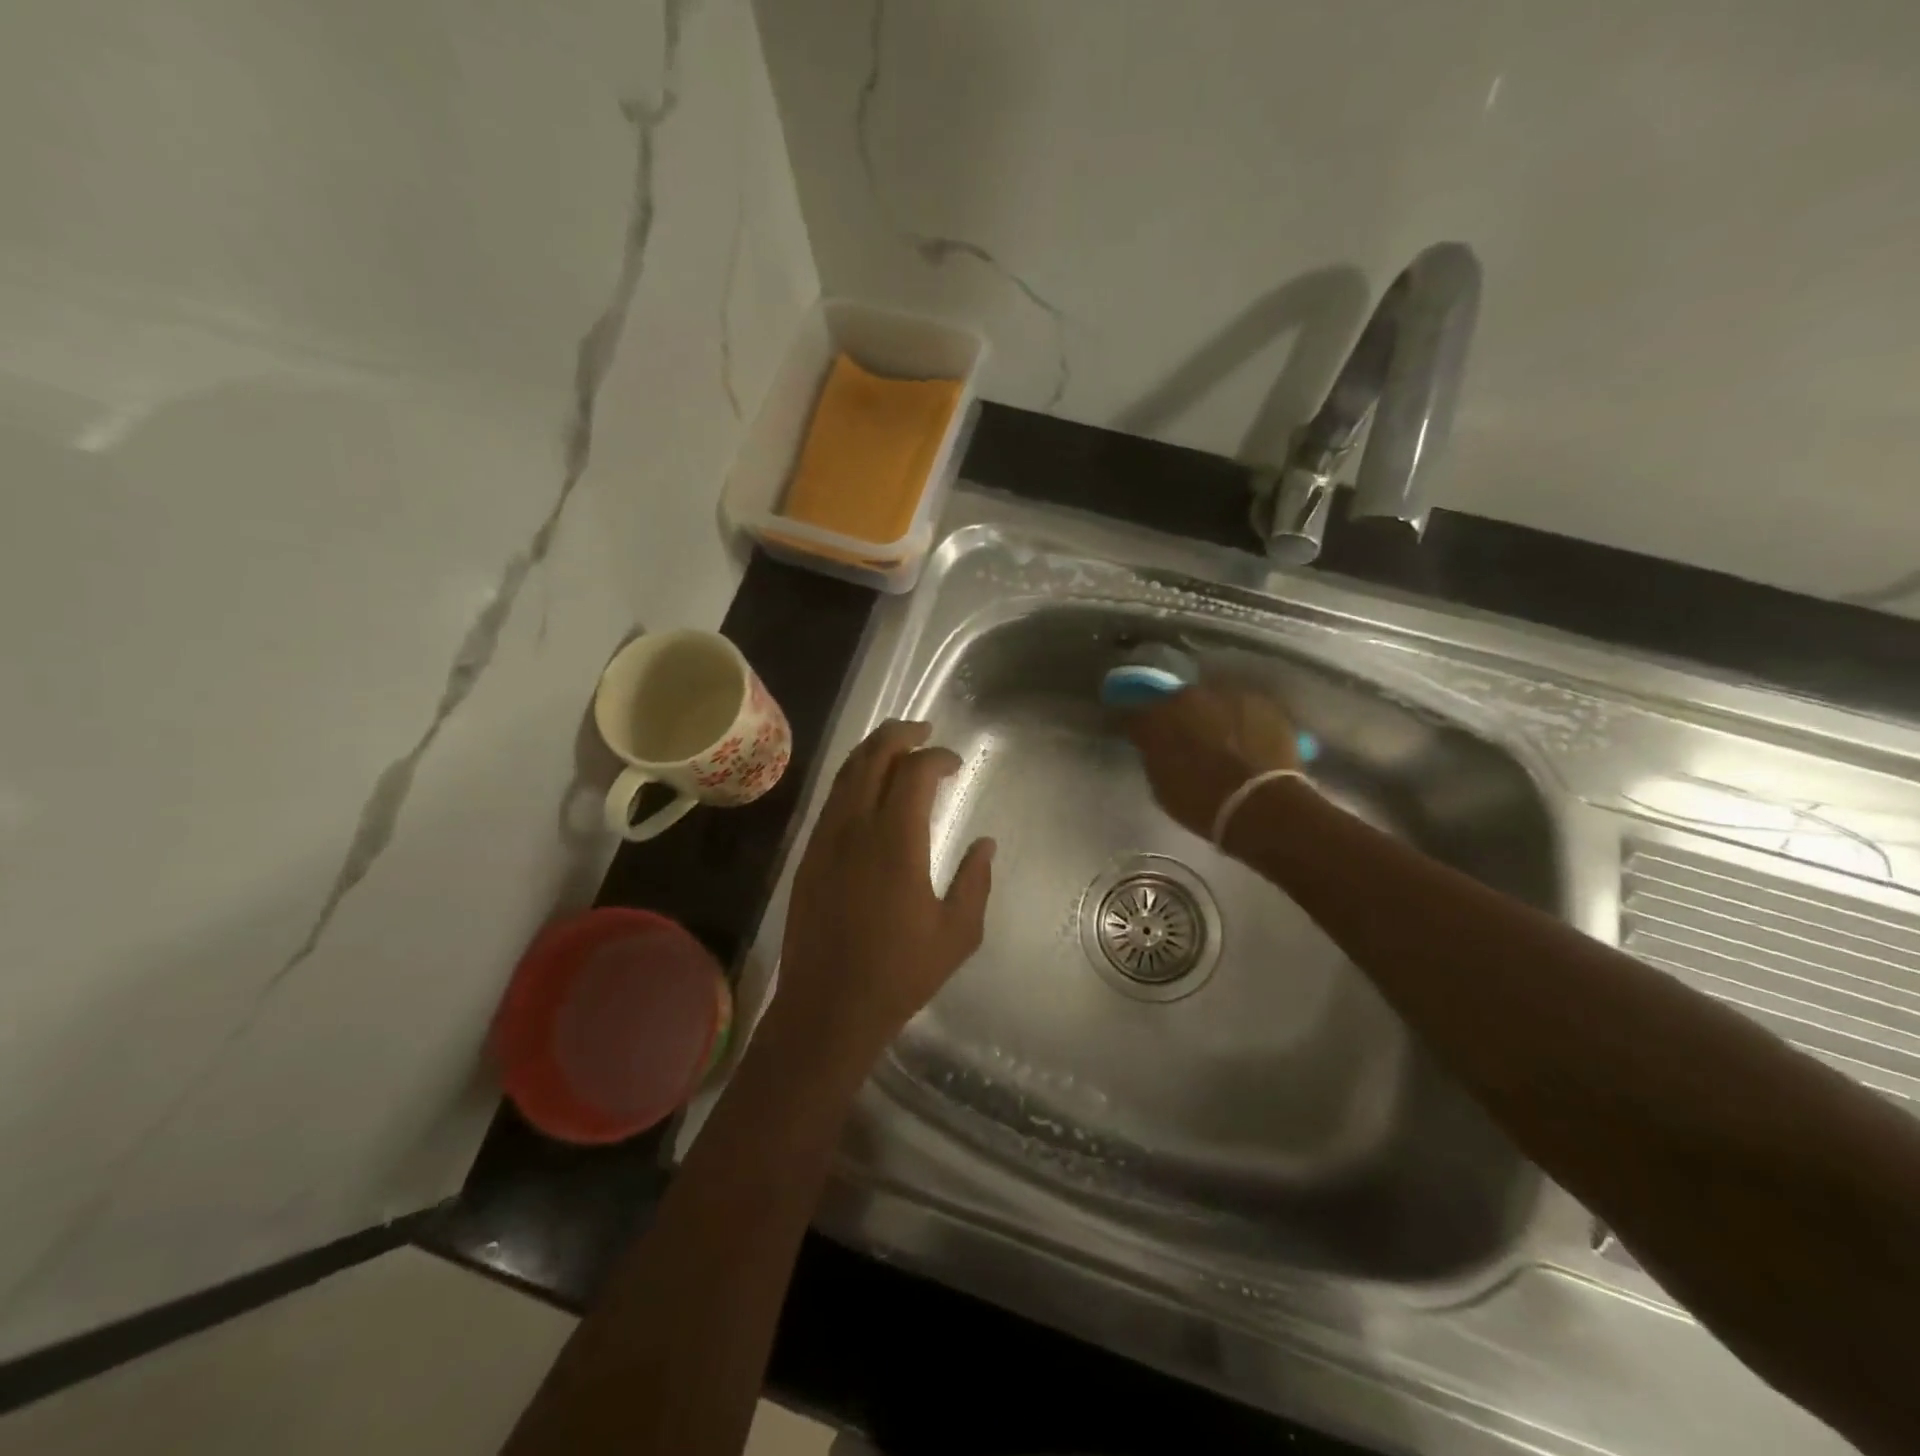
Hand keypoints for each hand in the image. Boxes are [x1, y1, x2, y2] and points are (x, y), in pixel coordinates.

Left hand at [768, 720, 993, 1070]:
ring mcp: (825, 839)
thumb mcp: (957, 933)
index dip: (937, 757)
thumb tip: (985, 844)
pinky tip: (867, 788)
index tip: (955, 764)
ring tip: (896, 747)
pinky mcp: (808, 856)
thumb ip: (975, 882)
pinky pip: (831, 800)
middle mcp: (855, 828)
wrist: (828, 1006)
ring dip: (872, 752)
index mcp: (896, 842)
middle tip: (923, 730)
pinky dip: (852, 779)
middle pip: (872, 757)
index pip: (914, 772)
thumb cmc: (899, 973)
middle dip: (899, 734)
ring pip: (845, 774)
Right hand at [1123, 682, 1300, 838]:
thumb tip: (1156, 747)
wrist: (1260, 805)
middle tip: (1187, 740)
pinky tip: (1249, 741)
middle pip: (1178, 702)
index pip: (1135, 716)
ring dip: (1213, 717)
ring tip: (1223, 741)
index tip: (1142, 740)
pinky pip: (1244, 709)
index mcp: (1156, 718)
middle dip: (1180, 718)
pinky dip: (1243, 722)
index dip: (1139, 729)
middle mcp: (1188, 697)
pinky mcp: (1262, 702)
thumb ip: (1155, 756)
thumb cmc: (1201, 803)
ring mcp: (1227, 695)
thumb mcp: (1161, 785)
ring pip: (1214, 702)